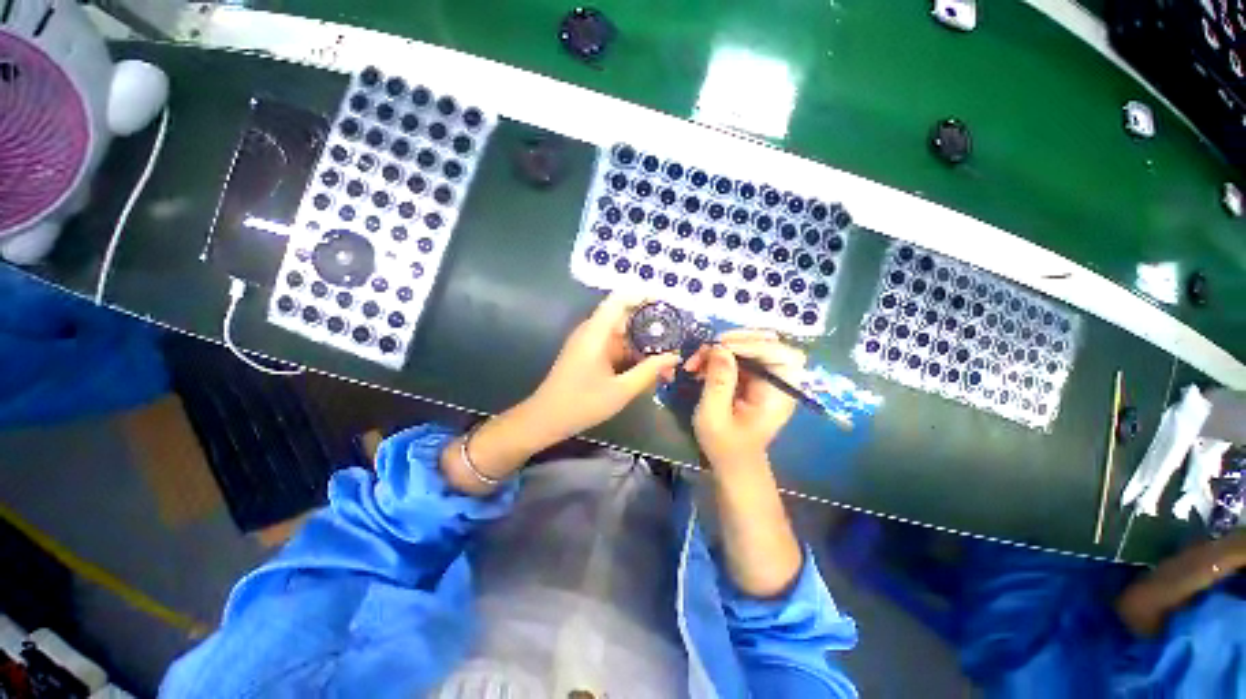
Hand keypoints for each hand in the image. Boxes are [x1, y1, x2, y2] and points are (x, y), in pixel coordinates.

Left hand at [527, 291, 679, 441]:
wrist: (546, 419)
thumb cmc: (582, 404)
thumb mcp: (621, 390)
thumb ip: (649, 371)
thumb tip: (674, 356)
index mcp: (596, 333)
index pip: (620, 299)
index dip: (643, 296)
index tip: (667, 305)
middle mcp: (592, 331)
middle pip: (625, 317)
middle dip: (651, 328)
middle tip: (675, 341)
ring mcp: (589, 342)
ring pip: (622, 334)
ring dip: (643, 345)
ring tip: (666, 362)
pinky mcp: (589, 353)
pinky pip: (615, 346)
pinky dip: (631, 354)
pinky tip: (647, 369)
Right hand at [684, 330, 805, 469]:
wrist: (732, 462)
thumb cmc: (725, 446)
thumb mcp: (714, 416)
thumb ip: (718, 382)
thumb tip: (719, 348)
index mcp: (780, 393)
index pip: (782, 355)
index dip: (754, 344)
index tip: (721, 347)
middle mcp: (779, 380)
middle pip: (769, 342)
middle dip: (736, 340)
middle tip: (708, 347)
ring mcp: (766, 377)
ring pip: (751, 345)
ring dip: (723, 347)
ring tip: (698, 358)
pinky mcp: (753, 378)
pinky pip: (739, 355)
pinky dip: (719, 356)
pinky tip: (701, 365)